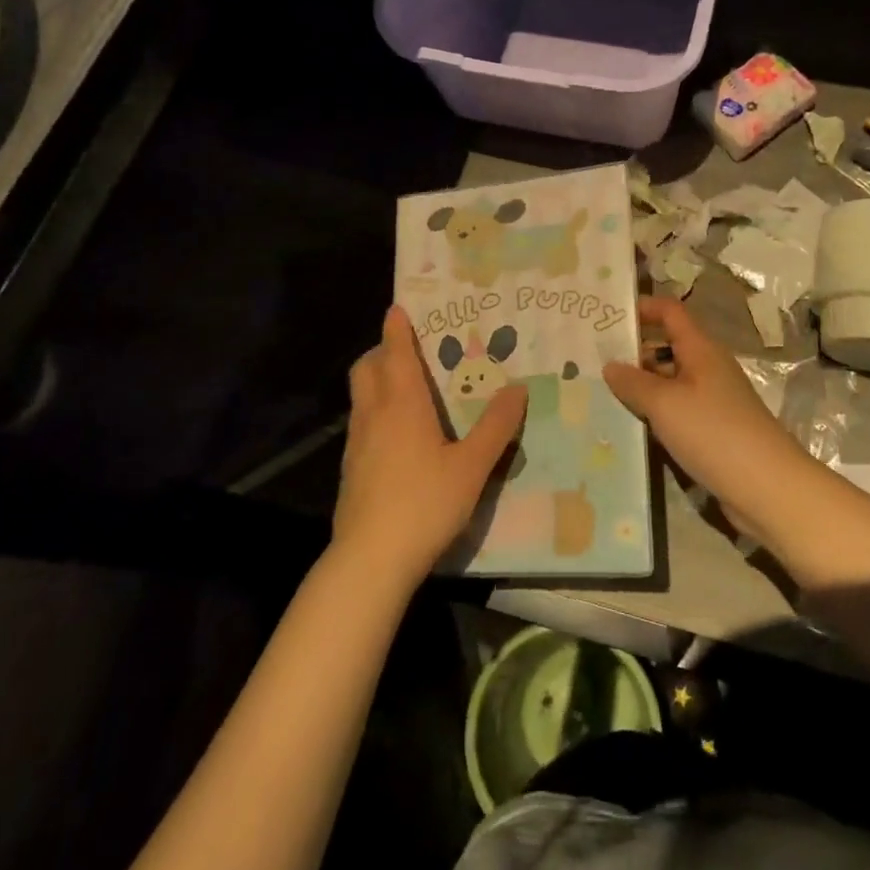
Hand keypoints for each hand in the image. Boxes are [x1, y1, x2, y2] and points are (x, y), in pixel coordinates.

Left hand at [332, 306, 527, 588]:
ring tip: (406, 389)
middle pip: (367, 369)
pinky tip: (397, 437)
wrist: (370, 561)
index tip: (397, 308)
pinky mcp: (351, 471)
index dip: (396, 329)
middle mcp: (374, 415)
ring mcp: (357, 444)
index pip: (396, 354)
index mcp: (402, 405)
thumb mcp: (472, 466)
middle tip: (407, 350)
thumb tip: (518, 388)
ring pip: (361, 397)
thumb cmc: (424, 503)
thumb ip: (496, 426)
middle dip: (381, 352)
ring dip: (377, 381)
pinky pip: (361, 424)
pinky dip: (375, 412)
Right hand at [605, 296, 869, 591]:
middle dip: (633, 350)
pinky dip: (655, 413)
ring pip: (670, 382)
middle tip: (592, 360)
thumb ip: (634, 382)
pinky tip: (630, 426)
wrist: (767, 488)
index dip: (642, 308)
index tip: (608, 317)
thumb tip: (610, 365)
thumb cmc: (714, 433)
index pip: (670, 312)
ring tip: (601, 393)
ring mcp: (712, 400)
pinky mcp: (714, 431)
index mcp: (701, 349)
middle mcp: (708, 368)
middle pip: (667, 346)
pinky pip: (677, 411)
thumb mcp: (665, 404)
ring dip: (641, 386)